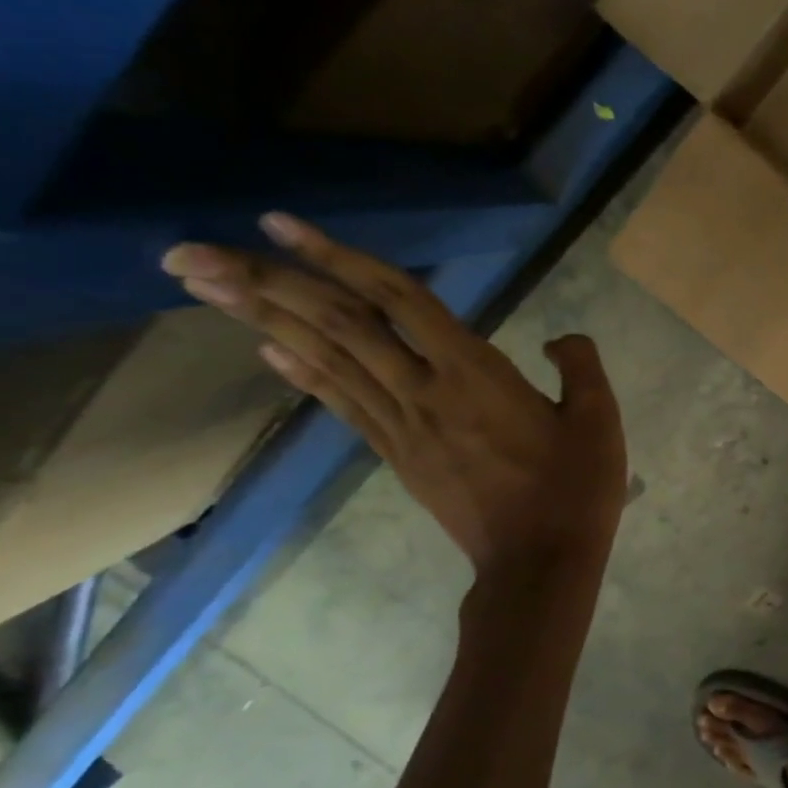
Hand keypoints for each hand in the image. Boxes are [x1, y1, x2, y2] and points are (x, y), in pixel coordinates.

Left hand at [163, 214, 626, 572]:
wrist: (539, 564)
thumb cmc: (575, 489)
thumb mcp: (600, 420)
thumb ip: (581, 366)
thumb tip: (561, 341)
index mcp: (475, 373)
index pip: (399, 301)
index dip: (340, 258)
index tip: (280, 223)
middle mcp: (424, 391)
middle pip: (340, 326)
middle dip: (267, 283)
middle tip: (188, 252)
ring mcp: (403, 427)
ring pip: (328, 361)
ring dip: (263, 318)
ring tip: (202, 285)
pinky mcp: (398, 456)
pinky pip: (343, 405)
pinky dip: (302, 372)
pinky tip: (265, 346)